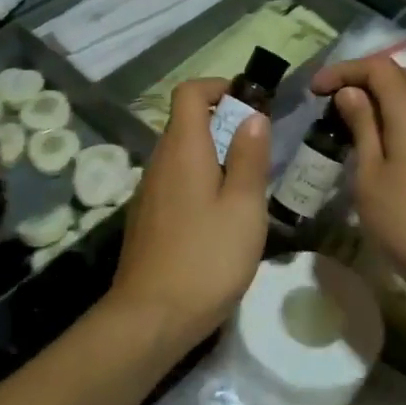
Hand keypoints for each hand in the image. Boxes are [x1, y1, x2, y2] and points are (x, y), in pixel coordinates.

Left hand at [109, 77, 269, 353]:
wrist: (151, 317)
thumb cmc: (207, 258)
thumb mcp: (243, 206)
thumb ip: (249, 158)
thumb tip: (253, 116)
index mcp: (183, 150)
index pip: (188, 93)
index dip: (218, 87)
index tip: (250, 104)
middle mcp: (159, 162)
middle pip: (185, 123)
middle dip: (222, 124)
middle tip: (259, 151)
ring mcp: (148, 192)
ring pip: (181, 155)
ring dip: (212, 156)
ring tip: (246, 186)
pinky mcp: (146, 219)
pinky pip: (174, 182)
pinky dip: (198, 182)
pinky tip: (219, 218)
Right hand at [311, 56, 405, 312]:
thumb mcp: (370, 176)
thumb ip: (361, 128)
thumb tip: (350, 93)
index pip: (376, 67)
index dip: (342, 71)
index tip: (313, 91)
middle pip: (399, 76)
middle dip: (362, 79)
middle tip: (331, 101)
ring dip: (381, 100)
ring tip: (351, 122)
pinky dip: (397, 118)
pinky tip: (380, 145)